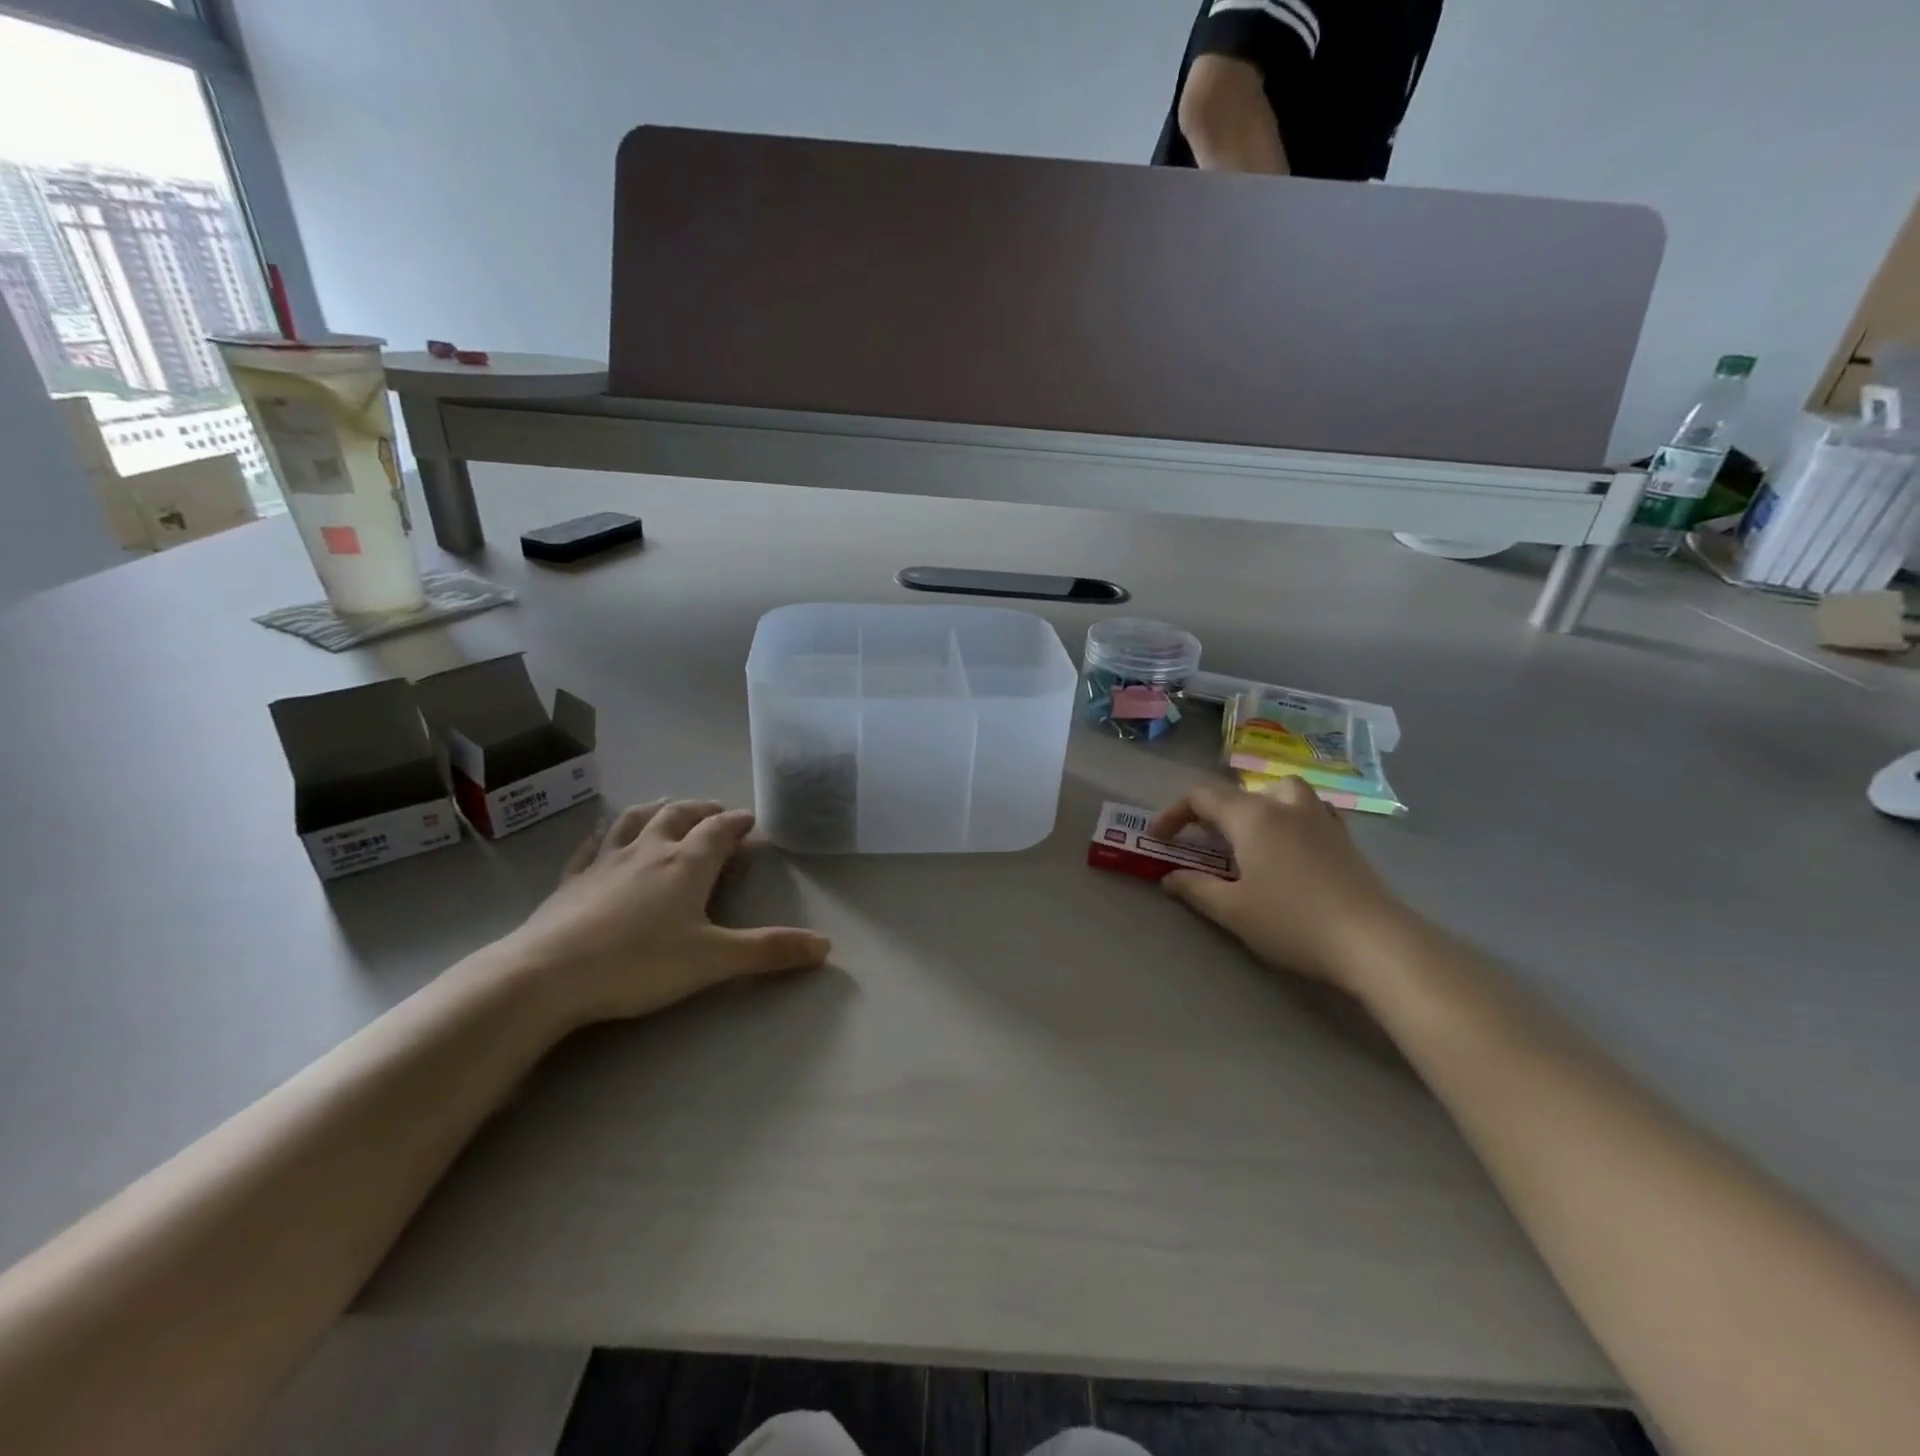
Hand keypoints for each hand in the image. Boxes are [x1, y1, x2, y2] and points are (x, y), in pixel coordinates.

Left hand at [496, 799, 831, 1028]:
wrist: (547, 975)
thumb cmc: (638, 963)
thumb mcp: (713, 960)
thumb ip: (769, 951)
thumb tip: (826, 945)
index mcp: (686, 864)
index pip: (719, 830)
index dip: (738, 822)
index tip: (751, 820)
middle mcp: (648, 852)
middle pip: (679, 816)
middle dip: (701, 810)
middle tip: (716, 811)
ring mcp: (605, 862)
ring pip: (635, 821)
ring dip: (657, 810)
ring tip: (668, 807)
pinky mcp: (571, 881)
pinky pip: (592, 846)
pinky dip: (606, 834)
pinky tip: (604, 836)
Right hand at [1150, 777, 1414, 993]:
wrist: (1374, 942)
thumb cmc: (1293, 922)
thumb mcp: (1232, 911)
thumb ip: (1195, 888)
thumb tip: (1170, 877)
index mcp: (1251, 816)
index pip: (1201, 797)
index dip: (1174, 813)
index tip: (1159, 839)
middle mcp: (1284, 805)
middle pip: (1240, 792)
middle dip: (1213, 812)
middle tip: (1202, 842)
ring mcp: (1320, 818)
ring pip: (1280, 792)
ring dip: (1255, 805)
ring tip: (1248, 835)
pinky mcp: (1344, 838)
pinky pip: (1308, 810)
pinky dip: (1289, 817)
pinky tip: (1291, 844)